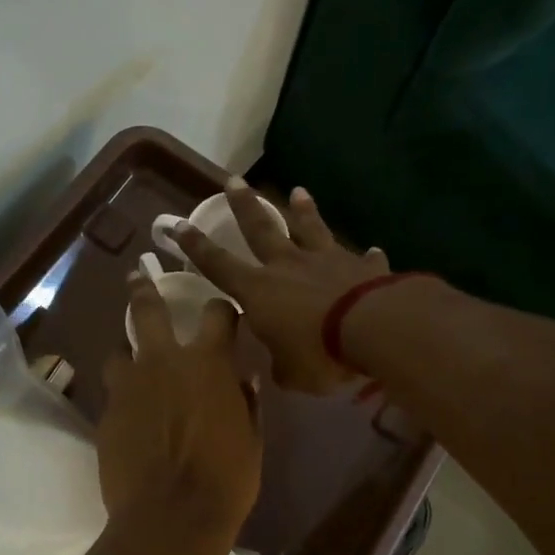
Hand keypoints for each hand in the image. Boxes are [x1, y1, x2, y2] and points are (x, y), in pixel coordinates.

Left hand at [97, 271, 261, 540]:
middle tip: (136, 276)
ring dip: (127, 352)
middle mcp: (164, 361)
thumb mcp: (251, 440)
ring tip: (129, 362)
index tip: (221, 311)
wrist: (169, 516)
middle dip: (142, 288)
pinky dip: (122, 394)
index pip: (217, 314)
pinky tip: (128, 411)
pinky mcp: (106, 413)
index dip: (221, 309)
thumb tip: (245, 380)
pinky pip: (113, 392)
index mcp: (208, 363)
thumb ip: (247, 403)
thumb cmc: (226, 480)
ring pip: (119, 351)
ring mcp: (128, 386)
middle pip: (146, 309)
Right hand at [173, 182, 388, 394]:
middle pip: (261, 229)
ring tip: (299, 191)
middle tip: (234, 181)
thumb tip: (281, 366)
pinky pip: (362, 259)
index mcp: (259, 291)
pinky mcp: (363, 267)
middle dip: (245, 205)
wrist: (374, 330)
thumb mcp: (291, 373)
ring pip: (311, 229)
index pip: (218, 265)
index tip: (179, 224)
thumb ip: (281, 366)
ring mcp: (327, 261)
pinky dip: (365, 257)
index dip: (196, 246)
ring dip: (304, 211)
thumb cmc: (319, 353)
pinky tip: (372, 250)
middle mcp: (288, 266)